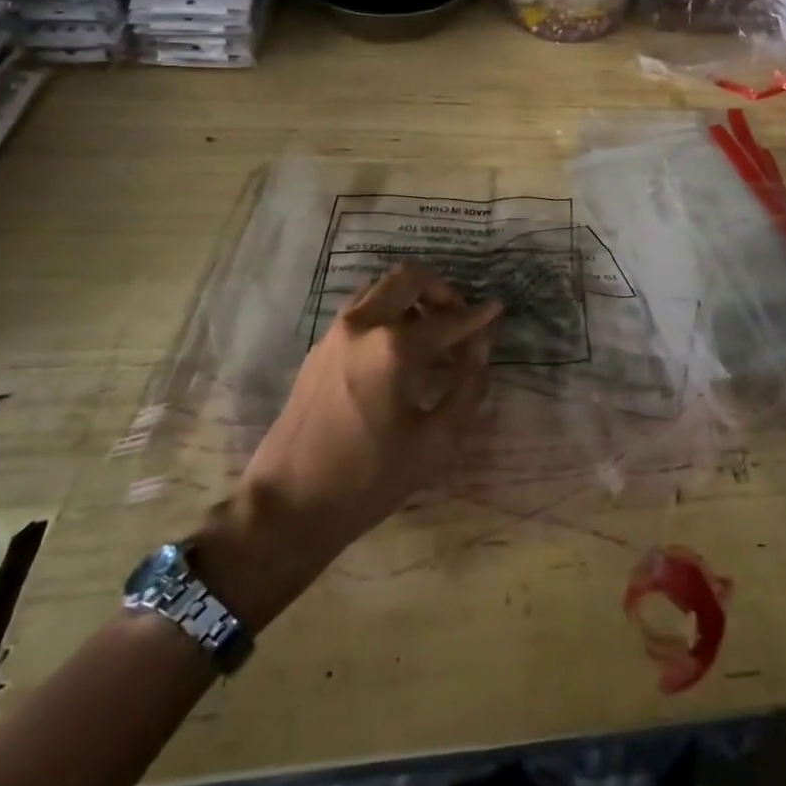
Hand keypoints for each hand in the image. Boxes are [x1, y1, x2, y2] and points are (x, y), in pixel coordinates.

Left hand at [190, 264, 501, 625]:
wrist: (288, 507)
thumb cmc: (369, 479)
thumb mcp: (436, 443)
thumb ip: (468, 389)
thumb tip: (480, 352)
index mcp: (393, 347)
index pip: (448, 320)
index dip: (478, 316)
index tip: (498, 310)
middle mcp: (362, 326)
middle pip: (408, 278)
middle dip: (441, 291)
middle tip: (459, 317)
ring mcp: (335, 333)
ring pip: (380, 288)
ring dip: (411, 298)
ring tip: (431, 332)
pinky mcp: (319, 349)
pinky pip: (361, 310)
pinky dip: (388, 313)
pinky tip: (400, 351)